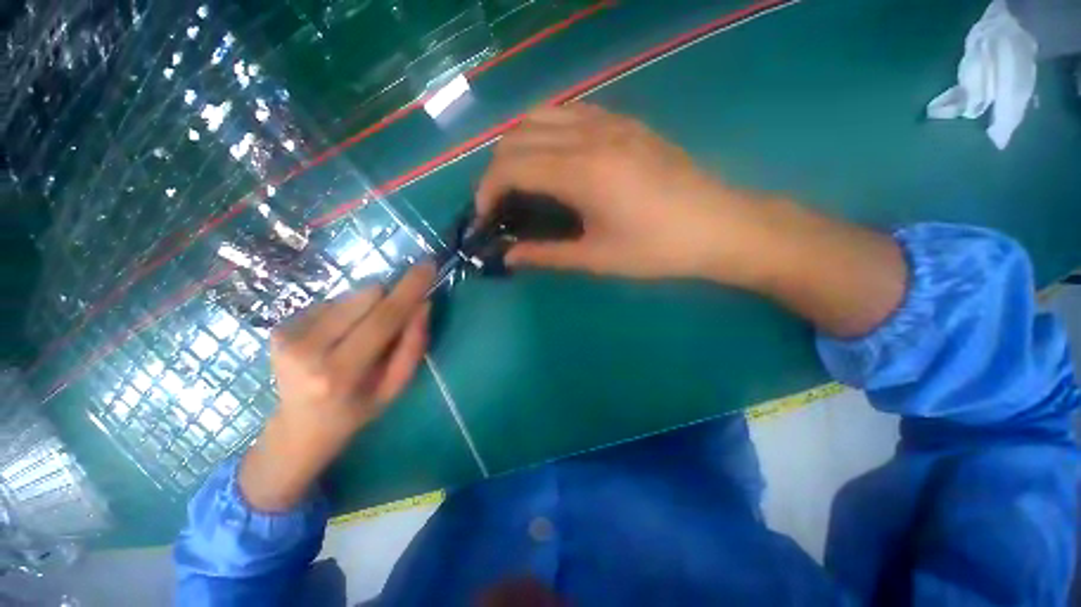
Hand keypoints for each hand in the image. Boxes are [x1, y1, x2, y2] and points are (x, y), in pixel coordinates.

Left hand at [240, 265, 433, 511]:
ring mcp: (288, 334)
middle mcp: (307, 348)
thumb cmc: (357, 410)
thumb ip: (412, 346)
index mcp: (339, 372)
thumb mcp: (395, 387)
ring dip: (367, 308)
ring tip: (360, 336)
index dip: (409, 289)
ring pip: (351, 295)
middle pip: (367, 296)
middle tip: (393, 322)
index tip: (428, 266)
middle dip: (390, 300)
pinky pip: (333, 302)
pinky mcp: (280, 326)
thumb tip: (422, 304)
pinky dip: (347, 313)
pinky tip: (339, 337)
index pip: (383, 318)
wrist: (298, 427)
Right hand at [477, 103, 769, 283]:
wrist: (719, 226)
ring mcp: (611, 122)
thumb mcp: (598, 259)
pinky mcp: (626, 122)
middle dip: (496, 169)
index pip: (511, 167)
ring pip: (542, 115)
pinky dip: (547, 131)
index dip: (487, 190)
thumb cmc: (658, 250)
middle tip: (500, 202)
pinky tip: (554, 158)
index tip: (484, 217)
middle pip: (518, 135)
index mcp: (582, 172)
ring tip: (521, 179)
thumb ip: (547, 255)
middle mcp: (590, 136)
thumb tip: (510, 256)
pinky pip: (571, 113)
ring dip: (519, 145)